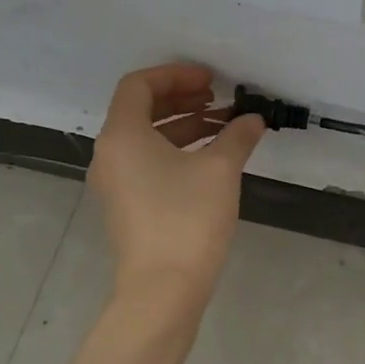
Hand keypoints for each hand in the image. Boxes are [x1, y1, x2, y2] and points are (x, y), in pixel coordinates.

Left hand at [89, 64, 265, 317]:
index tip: (211, 79)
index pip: (139, 85)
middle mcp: (111, 154)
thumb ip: (237, 136)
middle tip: (218, 98)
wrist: (163, 289)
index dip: (176, 74)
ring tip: (224, 125)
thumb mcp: (219, 170)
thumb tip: (253, 119)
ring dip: (184, 124)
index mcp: (123, 135)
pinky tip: (211, 157)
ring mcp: (116, 182)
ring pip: (146, 137)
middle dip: (182, 97)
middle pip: (141, 109)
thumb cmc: (187, 219)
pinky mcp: (127, 205)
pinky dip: (177, 149)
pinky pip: (148, 161)